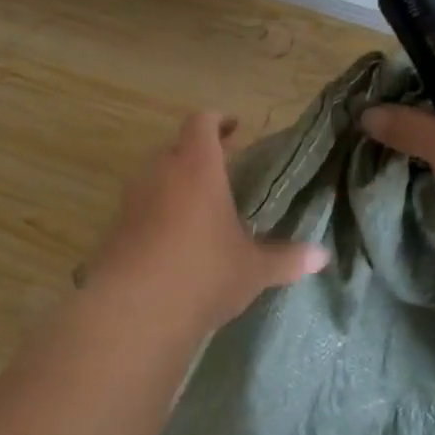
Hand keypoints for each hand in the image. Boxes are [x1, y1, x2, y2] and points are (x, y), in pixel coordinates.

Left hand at [85, 112, 329, 334]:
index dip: (218, 121)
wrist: (133, 312)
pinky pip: (139, 210)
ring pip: (154, 179)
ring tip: (200, 211)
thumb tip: (321, 257)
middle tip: (222, 173)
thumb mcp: (253, 269)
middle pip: (176, 149)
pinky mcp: (113, 231)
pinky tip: (174, 245)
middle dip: (198, 156)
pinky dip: (157, 216)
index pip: (202, 123)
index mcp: (196, 167)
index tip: (234, 129)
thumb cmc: (203, 274)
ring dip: (175, 187)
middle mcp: (159, 174)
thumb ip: (287, 258)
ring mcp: (131, 201)